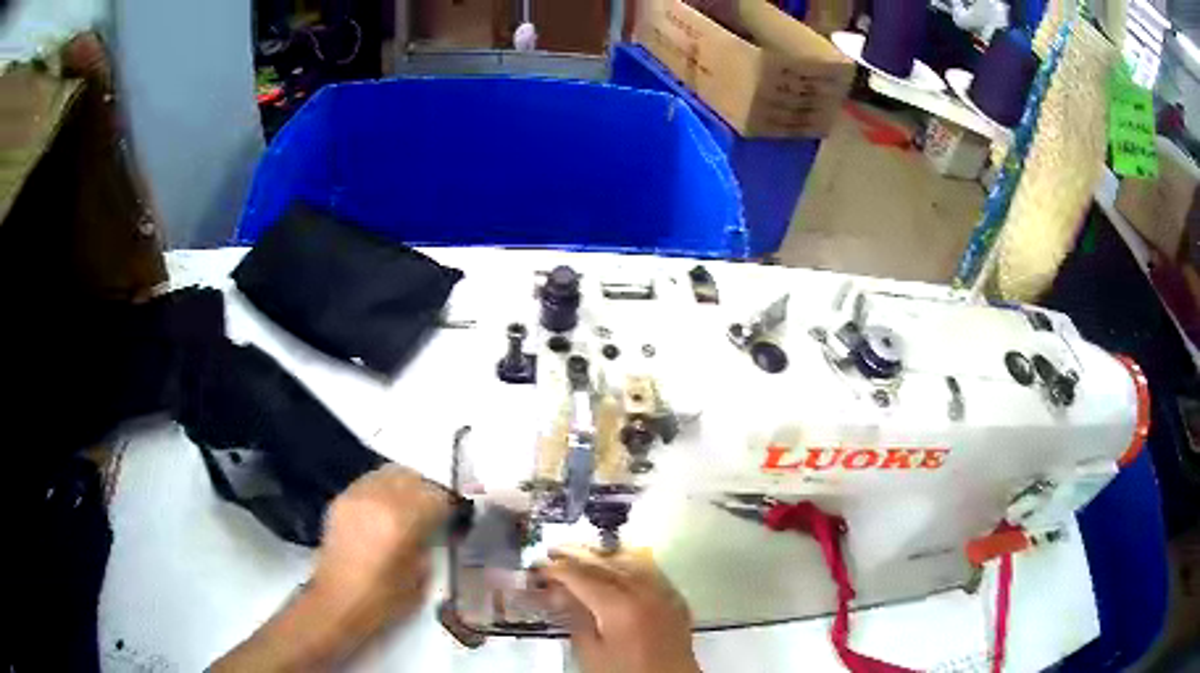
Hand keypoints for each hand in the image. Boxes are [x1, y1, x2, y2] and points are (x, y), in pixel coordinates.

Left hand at [213, 464, 450, 670]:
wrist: (337, 602)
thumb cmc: (384, 599)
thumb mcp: (420, 577)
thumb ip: (429, 544)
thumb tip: (435, 528)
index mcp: (401, 520)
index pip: (436, 496)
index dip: (450, 506)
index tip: (454, 517)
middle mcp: (377, 499)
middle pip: (412, 477)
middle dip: (427, 492)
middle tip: (434, 512)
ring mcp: (355, 496)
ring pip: (388, 473)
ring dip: (404, 487)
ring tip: (408, 508)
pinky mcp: (340, 499)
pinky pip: (369, 482)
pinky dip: (382, 490)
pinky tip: (385, 511)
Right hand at [540, 547, 700, 672]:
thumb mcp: (590, 652)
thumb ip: (574, 617)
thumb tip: (557, 592)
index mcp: (619, 607)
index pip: (581, 576)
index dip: (556, 569)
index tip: (537, 566)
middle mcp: (645, 592)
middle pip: (605, 563)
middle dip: (575, 555)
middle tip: (552, 552)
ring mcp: (664, 593)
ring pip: (630, 560)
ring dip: (602, 554)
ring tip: (581, 554)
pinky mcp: (675, 599)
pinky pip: (650, 570)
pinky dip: (629, 562)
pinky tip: (617, 564)